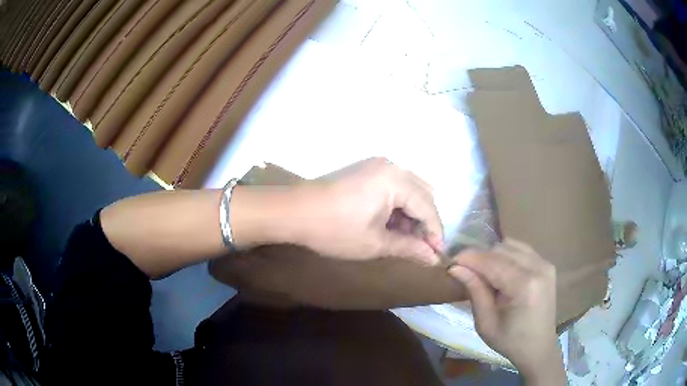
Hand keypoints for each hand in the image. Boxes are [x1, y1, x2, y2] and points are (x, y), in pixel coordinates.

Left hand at [289, 157, 442, 264]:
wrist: (293, 212)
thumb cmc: (335, 230)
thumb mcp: (376, 243)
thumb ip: (409, 248)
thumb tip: (434, 259)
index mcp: (396, 179)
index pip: (428, 207)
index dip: (435, 233)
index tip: (437, 255)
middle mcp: (391, 166)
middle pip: (422, 194)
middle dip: (425, 222)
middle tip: (422, 248)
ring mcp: (377, 166)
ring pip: (409, 190)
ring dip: (412, 214)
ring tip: (407, 240)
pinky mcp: (366, 170)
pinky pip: (394, 187)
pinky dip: (398, 206)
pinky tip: (392, 225)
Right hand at [448, 239, 565, 384]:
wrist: (538, 346)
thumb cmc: (510, 341)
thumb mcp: (485, 323)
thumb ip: (474, 291)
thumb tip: (455, 268)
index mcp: (524, 286)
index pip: (492, 262)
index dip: (469, 258)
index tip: (450, 261)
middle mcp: (538, 267)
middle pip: (501, 250)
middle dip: (479, 256)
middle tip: (463, 269)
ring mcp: (544, 263)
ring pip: (511, 245)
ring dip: (492, 255)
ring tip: (480, 271)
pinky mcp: (546, 264)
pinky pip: (521, 249)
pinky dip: (506, 255)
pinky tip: (498, 269)